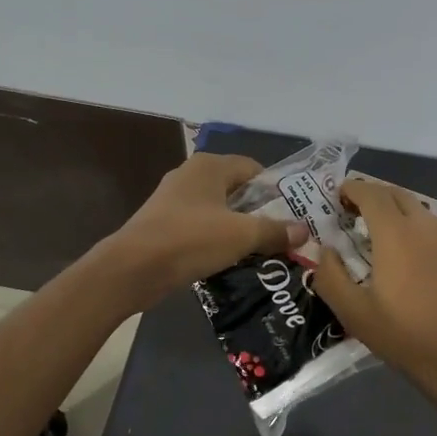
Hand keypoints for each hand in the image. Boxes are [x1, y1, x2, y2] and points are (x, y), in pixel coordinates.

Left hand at [100, 154, 306, 308]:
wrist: (131, 269)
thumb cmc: (190, 240)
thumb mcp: (241, 236)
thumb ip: (275, 231)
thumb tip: (304, 231)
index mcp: (210, 166)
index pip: (254, 169)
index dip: (275, 191)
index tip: (292, 216)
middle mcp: (191, 174)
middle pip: (236, 189)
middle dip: (258, 211)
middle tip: (281, 234)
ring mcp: (173, 199)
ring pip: (218, 209)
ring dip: (237, 227)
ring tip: (259, 250)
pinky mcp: (163, 223)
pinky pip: (200, 225)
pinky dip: (215, 238)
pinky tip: (227, 259)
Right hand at [312, 179, 436, 404]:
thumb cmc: (404, 335)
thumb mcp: (354, 313)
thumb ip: (330, 276)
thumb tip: (325, 251)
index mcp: (396, 233)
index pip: (371, 193)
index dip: (351, 189)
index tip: (335, 197)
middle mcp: (423, 225)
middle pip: (395, 194)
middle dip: (371, 195)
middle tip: (350, 212)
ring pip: (415, 207)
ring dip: (392, 208)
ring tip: (373, 230)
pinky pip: (429, 224)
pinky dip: (410, 223)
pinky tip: (402, 251)